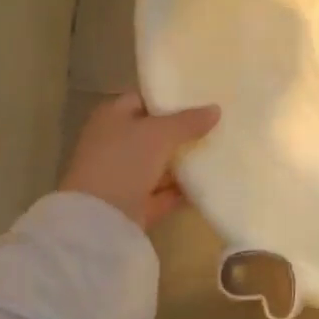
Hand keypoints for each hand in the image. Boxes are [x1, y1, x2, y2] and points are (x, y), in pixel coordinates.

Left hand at [60, 92, 218, 231]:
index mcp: (112, 117)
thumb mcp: (160, 133)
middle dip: (182, 131)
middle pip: (153, 133)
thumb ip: (189, 121)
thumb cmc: (124, 161)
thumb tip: (216, 110)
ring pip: (159, 163)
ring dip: (184, 161)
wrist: (99, 220)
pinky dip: (181, 189)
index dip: (171, 98)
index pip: (145, 99)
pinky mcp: (133, 204)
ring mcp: (122, 176)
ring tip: (218, 151)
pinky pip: (163, 192)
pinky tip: (208, 182)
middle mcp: (114, 143)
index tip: (202, 99)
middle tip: (216, 125)